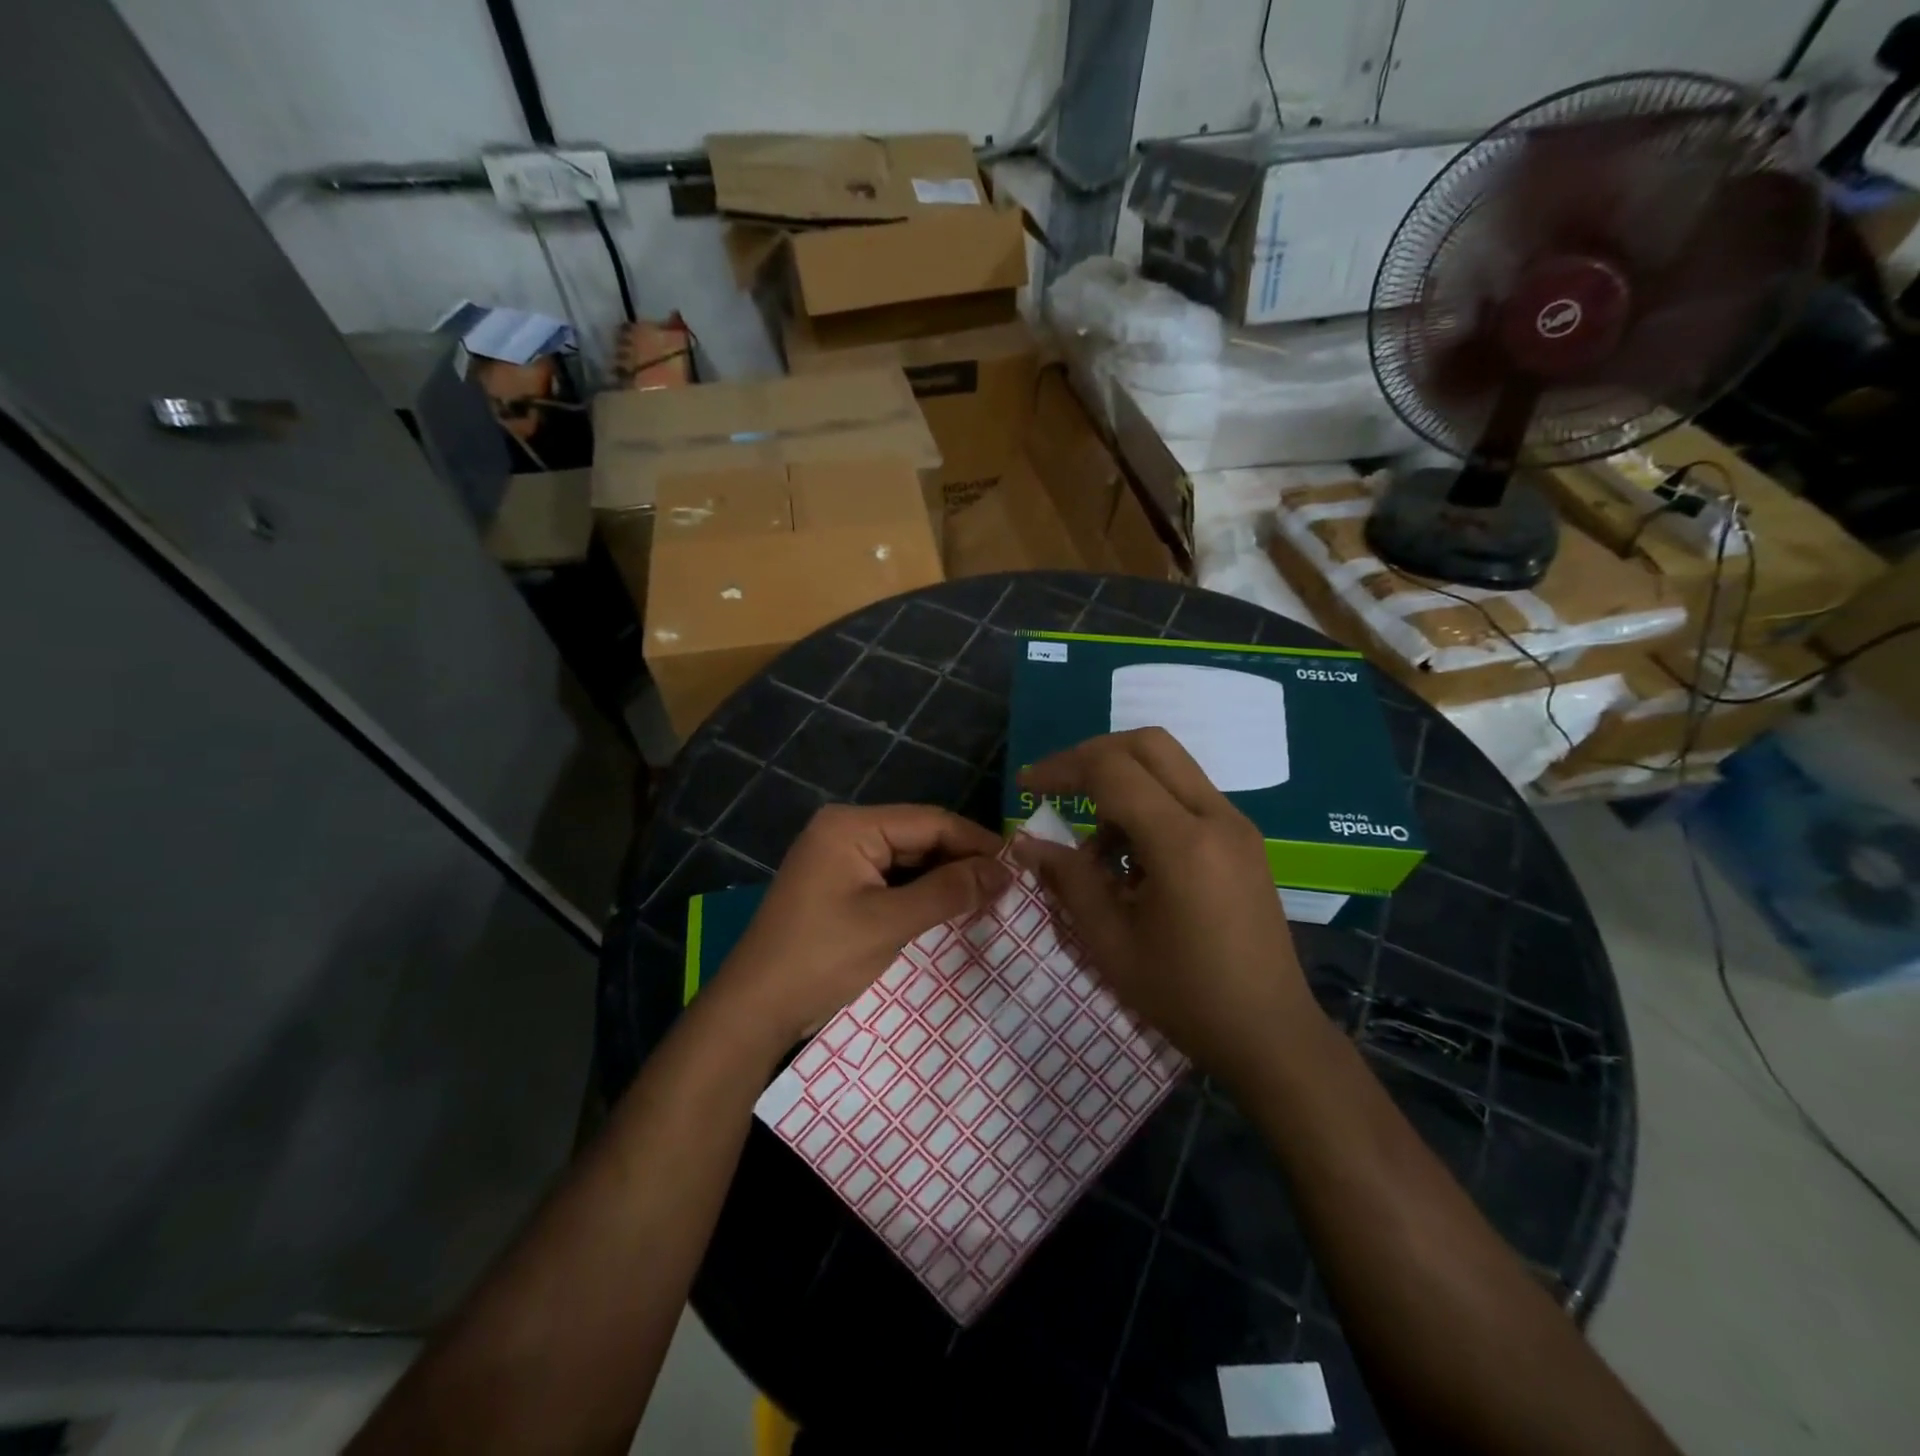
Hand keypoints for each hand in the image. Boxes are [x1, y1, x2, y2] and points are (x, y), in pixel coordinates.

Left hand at [712, 804, 1008, 1052]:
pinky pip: (892, 879)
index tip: (1018, 866)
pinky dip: (921, 893)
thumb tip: (1004, 871)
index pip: (930, 821)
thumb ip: (948, 891)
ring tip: (989, 898)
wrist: (755, 1010)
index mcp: (851, 826)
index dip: (976, 842)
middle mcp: (845, 831)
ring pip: (908, 860)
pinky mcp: (840, 886)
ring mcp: (840, 859)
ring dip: (944, 879)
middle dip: (962, 861)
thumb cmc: (821, 958)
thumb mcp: (890, 923)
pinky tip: (951, 909)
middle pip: (919, 837)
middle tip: (1008, 887)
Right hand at [1013, 729, 1314, 1087]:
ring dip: (1122, 785)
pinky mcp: (1244, 840)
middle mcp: (1216, 817)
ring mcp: (1237, 825)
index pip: (1113, 770)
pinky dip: (1149, 806)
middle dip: (1093, 757)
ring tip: (1096, 849)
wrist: (1270, 1034)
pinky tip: (1132, 861)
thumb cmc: (1184, 996)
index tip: (1026, 787)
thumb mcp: (1111, 942)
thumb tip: (1029, 843)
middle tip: (1059, 789)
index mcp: (1183, 843)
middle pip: (1148, 744)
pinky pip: (1187, 796)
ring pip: (1170, 766)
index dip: (1062, 768)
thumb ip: (1069, 880)